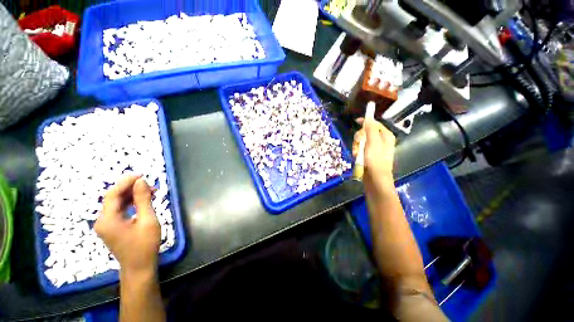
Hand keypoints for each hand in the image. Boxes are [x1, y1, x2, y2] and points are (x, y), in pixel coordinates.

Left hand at [95, 175, 160, 274]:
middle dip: (131, 188)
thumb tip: (141, 181)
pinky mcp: (112, 227)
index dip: (126, 182)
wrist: (139, 267)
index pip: (113, 194)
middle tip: (149, 183)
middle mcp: (102, 220)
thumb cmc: (144, 245)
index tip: (141, 175)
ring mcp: (106, 225)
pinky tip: (144, 201)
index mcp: (107, 219)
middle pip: (114, 198)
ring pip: (117, 203)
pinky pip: (120, 210)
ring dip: (132, 195)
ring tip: (151, 191)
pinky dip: (131, 203)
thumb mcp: (147, 220)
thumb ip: (143, 200)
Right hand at [352, 118, 396, 193]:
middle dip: (359, 138)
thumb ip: (370, 129)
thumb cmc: (376, 160)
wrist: (375, 179)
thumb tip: (368, 118)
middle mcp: (380, 141)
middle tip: (358, 144)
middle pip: (365, 133)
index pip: (374, 124)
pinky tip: (357, 158)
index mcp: (385, 136)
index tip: (356, 121)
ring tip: (357, 154)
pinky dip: (357, 153)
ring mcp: (373, 149)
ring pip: (361, 142)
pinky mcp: (368, 155)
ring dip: (356, 147)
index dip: (365, 122)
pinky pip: (360, 149)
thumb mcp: (373, 143)